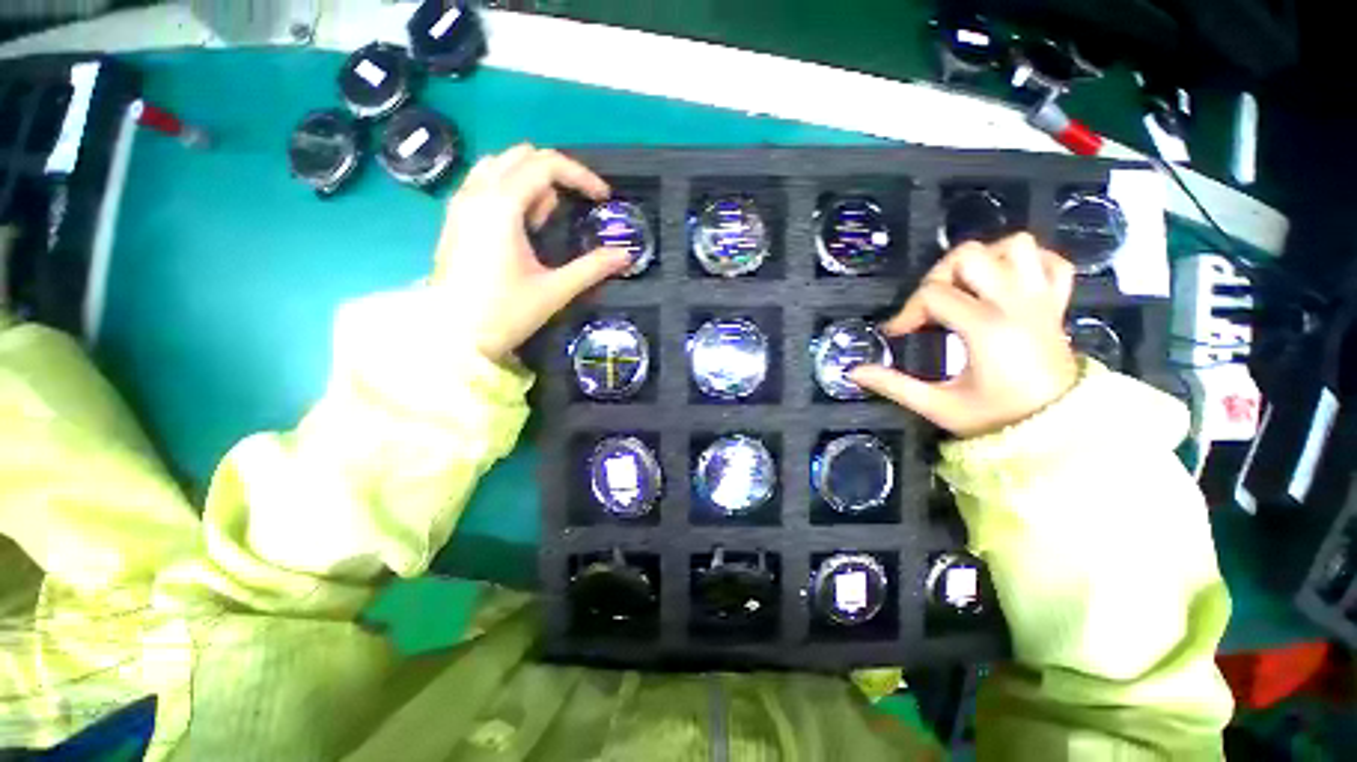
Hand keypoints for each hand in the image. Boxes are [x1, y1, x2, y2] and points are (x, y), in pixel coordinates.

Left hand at [431, 144, 632, 361]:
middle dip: (556, 175)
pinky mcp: (455, 219)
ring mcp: (461, 204)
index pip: (546, 165)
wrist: (453, 338)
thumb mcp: (555, 290)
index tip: (603, 198)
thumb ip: (592, 268)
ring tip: (543, 221)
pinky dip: (510, 190)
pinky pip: (485, 183)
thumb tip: (625, 255)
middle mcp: (477, 193)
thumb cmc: (505, 313)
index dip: (581, 176)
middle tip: (571, 211)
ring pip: (501, 165)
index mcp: (502, 206)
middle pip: (523, 156)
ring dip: (531, 181)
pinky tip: (519, 225)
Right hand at [850, 233, 1078, 437]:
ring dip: (985, 260)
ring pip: (1016, 246)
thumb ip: (894, 385)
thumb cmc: (996, 419)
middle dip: (939, 276)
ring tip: (967, 289)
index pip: (933, 294)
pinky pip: (1050, 261)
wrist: (1058, 432)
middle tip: (931, 307)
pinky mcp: (1058, 304)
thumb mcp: (938, 405)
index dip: (906, 312)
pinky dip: (1027, 263)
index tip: (898, 335)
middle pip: (971, 254)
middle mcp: (1016, 302)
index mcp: (986, 327)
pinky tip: (1005, 285)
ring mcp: (1042, 299)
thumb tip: (853, 372)